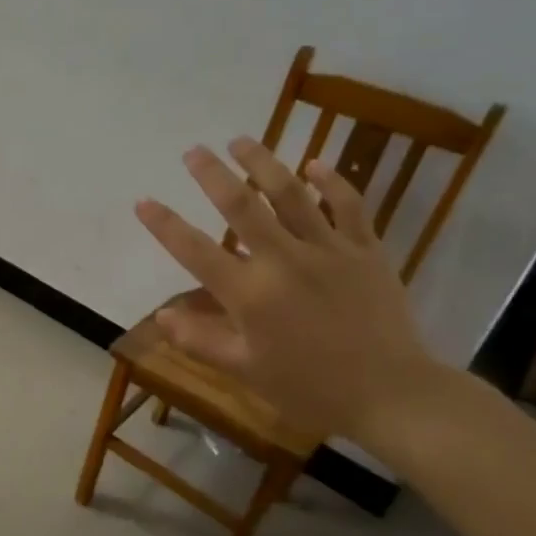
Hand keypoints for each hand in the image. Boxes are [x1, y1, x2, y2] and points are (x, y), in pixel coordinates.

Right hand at [134, 138, 445, 441]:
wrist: (391, 394)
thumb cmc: (309, 387)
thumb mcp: (246, 370)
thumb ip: (200, 340)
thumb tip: (162, 316)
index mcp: (250, 294)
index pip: (196, 251)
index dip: (165, 225)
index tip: (143, 201)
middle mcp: (284, 261)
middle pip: (242, 206)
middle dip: (212, 174)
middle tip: (194, 151)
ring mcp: (328, 250)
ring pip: (292, 193)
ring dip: (263, 163)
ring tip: (241, 141)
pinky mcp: (365, 250)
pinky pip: (348, 205)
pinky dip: (332, 180)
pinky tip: (315, 164)